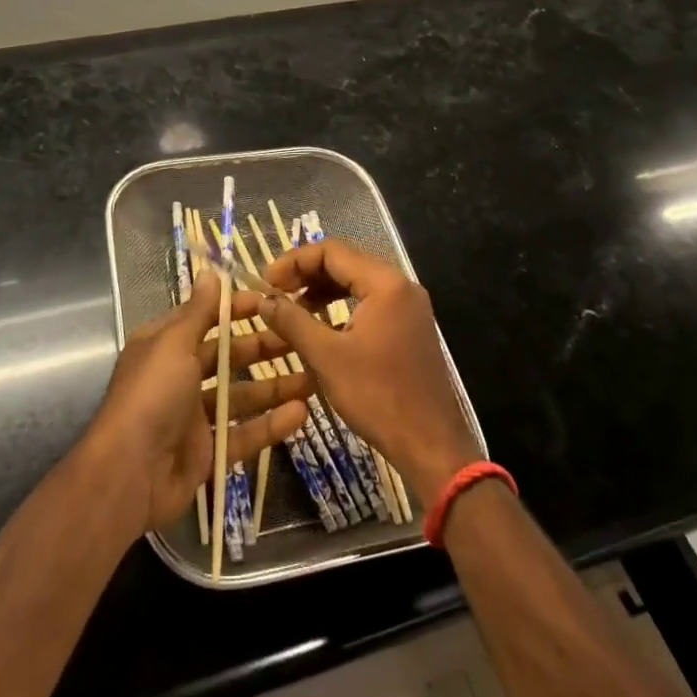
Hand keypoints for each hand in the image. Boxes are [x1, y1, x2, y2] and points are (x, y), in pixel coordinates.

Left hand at [86, 268, 312, 533]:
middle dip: (264, 347)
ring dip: (275, 386)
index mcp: (165, 346)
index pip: (206, 318)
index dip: (237, 309)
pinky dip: (271, 425)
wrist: (127, 475)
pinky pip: (245, 434)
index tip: (273, 301)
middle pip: (228, 357)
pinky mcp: (208, 452)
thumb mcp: (173, 344)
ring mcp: (194, 417)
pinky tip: (301, 414)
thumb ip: (198, 312)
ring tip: (313, 378)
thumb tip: (210, 273)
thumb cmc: (151, 396)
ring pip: (242, 396)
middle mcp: (180, 377)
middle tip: (303, 338)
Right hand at [258, 239, 480, 508]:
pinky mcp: (409, 327)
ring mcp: (408, 307)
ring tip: (291, 309)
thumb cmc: (379, 397)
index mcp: (385, 284)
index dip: (294, 261)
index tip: (266, 281)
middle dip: (306, 273)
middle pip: (346, 262)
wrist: (432, 445)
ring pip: (356, 283)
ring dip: (322, 290)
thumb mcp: (327, 357)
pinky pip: (369, 302)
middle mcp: (401, 286)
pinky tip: (320, 327)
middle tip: (275, 292)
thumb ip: (292, 321)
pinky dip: (341, 307)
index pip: (332, 251)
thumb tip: (264, 300)